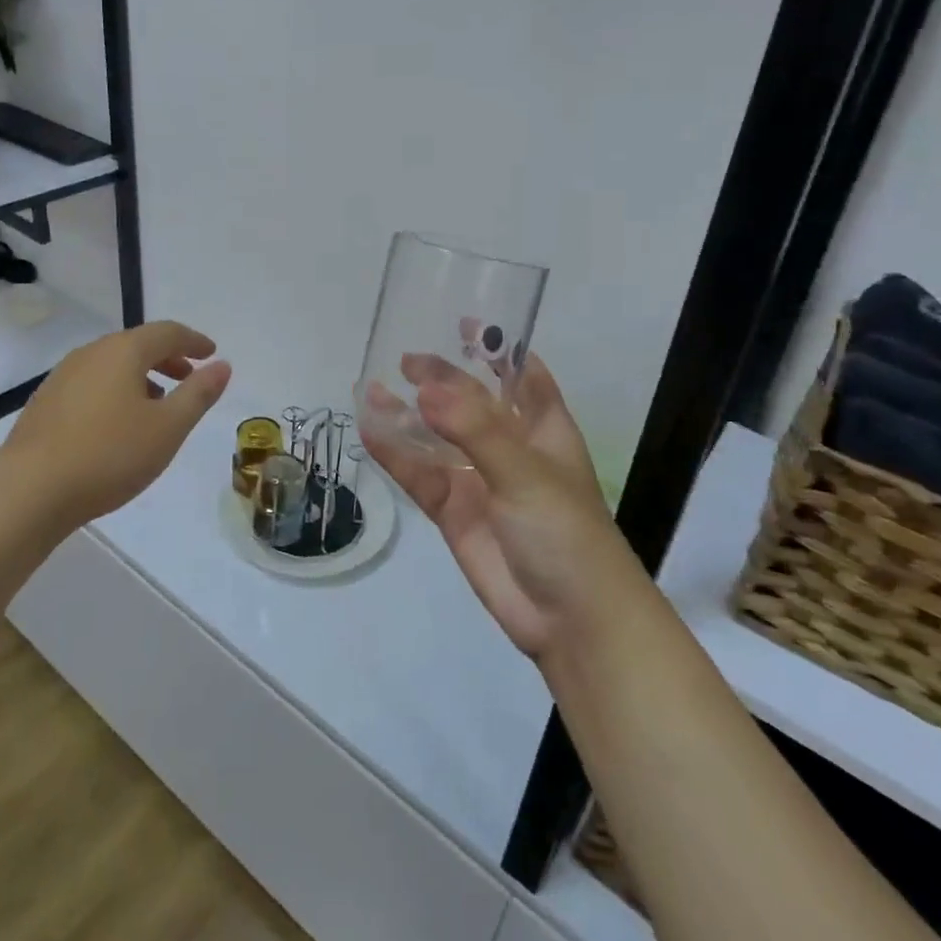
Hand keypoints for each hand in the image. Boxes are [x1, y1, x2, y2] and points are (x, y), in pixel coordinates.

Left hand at [0, 321, 231, 531]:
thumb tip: (222, 365)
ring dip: (142, 376)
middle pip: (137, 345)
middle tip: (189, 377)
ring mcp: (63, 376)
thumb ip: (198, 393)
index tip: (211, 353)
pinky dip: (116, 391)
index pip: (167, 332)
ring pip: (113, 365)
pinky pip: (92, 383)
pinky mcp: (46, 402)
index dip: (194, 341)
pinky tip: (119, 424)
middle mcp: (91, 353)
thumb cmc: (109, 455)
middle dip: (168, 358)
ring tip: (158, 405)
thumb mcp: (168, 428)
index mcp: (123, 351)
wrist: (29, 491)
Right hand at [361, 352, 638, 661]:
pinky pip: (420, 475)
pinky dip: (395, 455)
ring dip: (408, 415)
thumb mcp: (525, 472)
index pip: (522, 375)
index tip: (466, 322)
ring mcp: (479, 480)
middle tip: (406, 359)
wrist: (570, 618)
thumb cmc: (565, 531)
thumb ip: (474, 430)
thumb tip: (424, 390)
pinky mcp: (454, 512)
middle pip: (470, 402)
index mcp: (543, 428)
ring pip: (437, 438)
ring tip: (372, 388)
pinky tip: (370, 431)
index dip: (499, 348)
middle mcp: (510, 448)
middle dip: (442, 379)